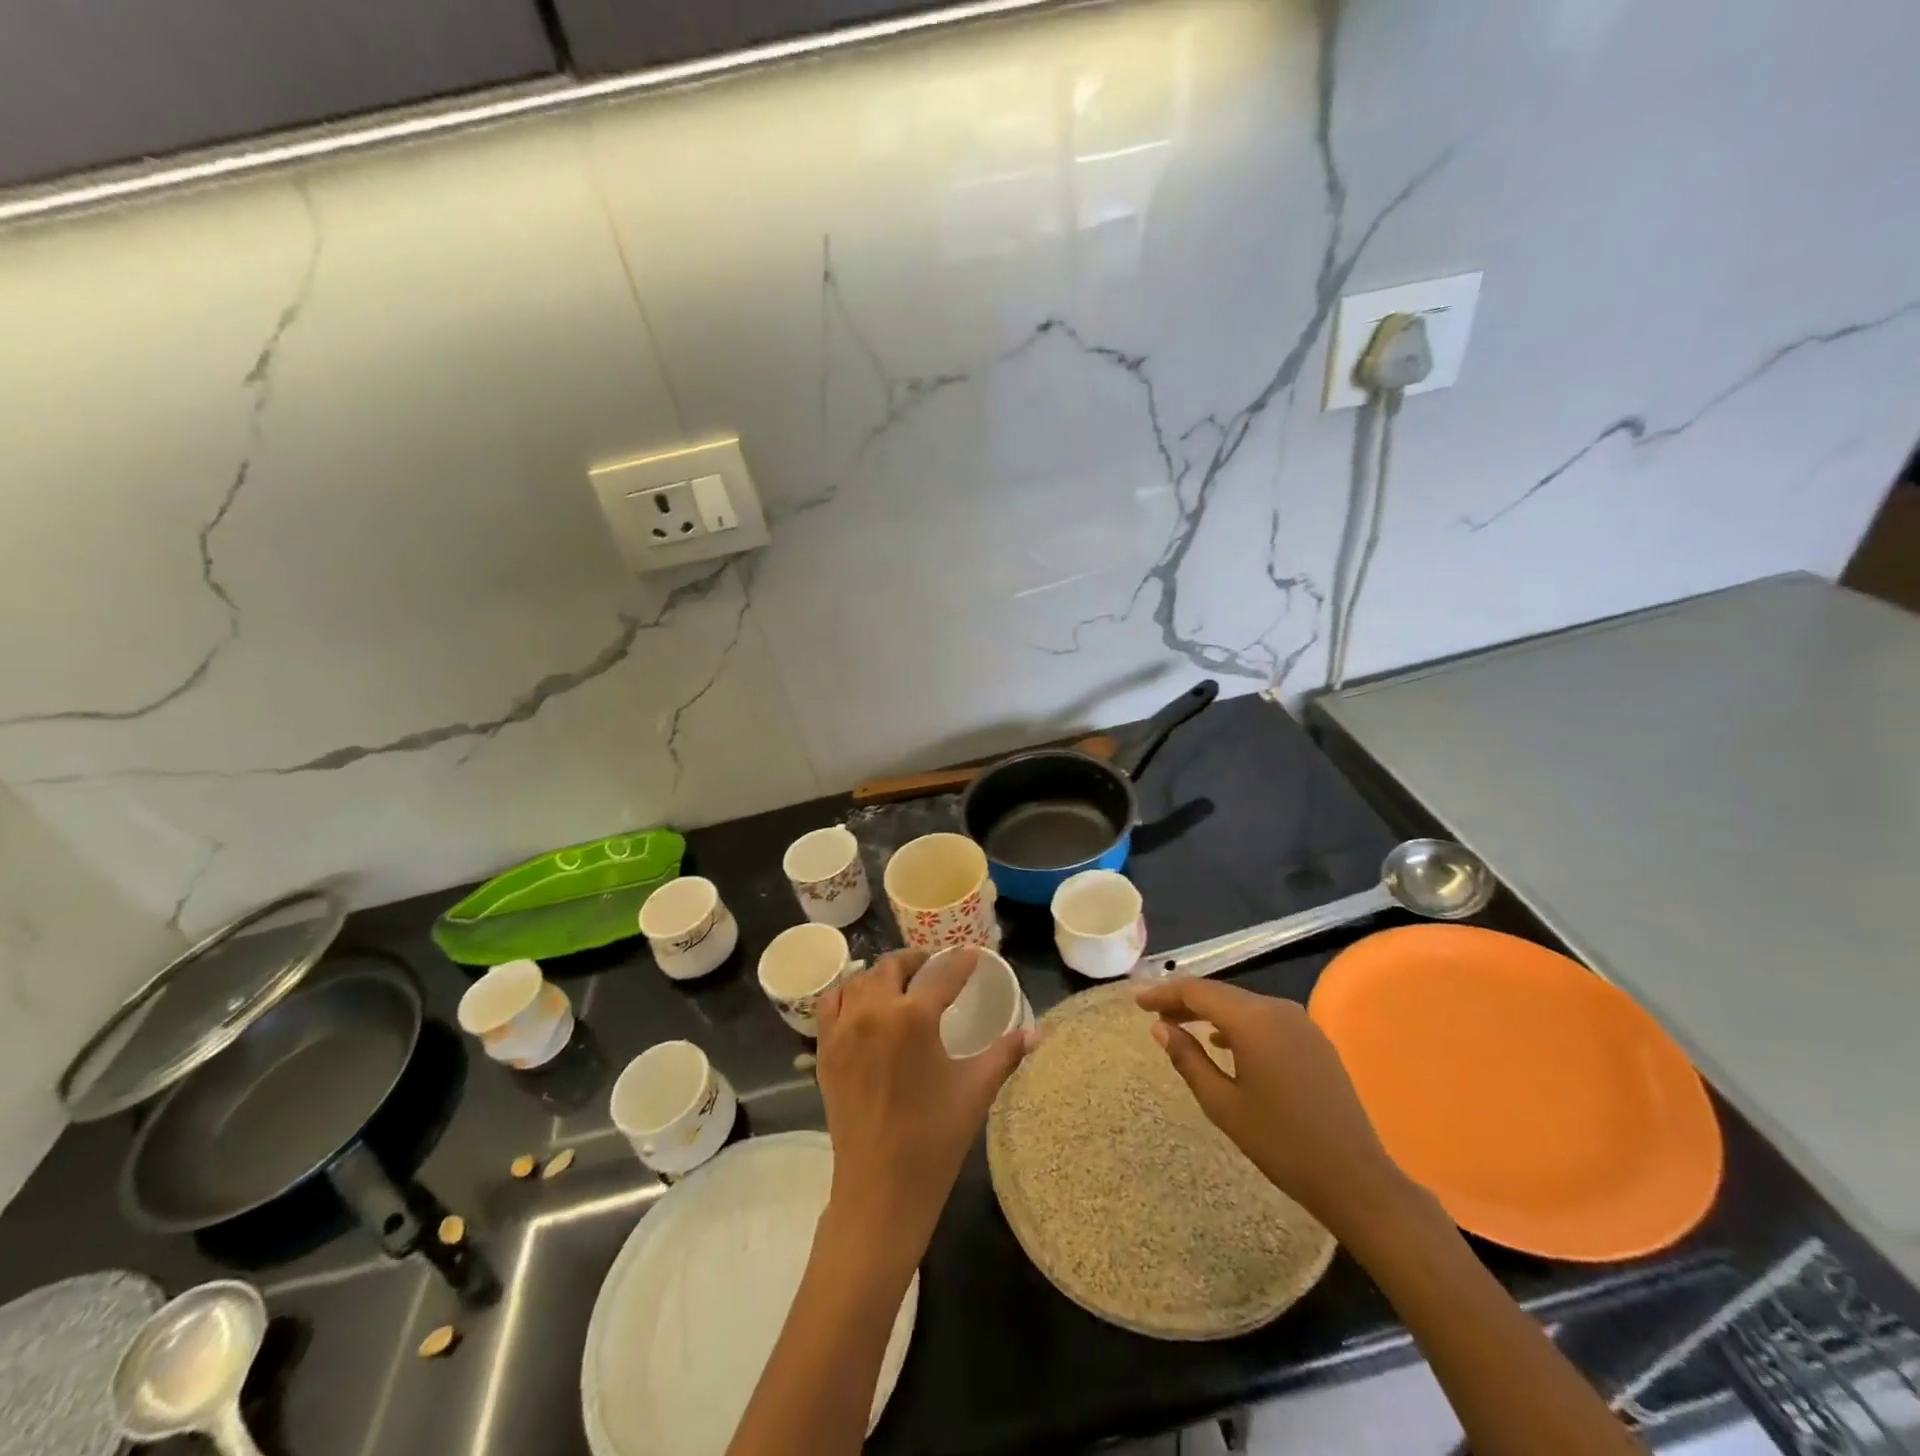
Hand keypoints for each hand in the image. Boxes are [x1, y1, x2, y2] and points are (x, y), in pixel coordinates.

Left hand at [816, 949, 1028, 1265]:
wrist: (880, 1188)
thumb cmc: (934, 1138)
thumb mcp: (976, 1090)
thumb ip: (1005, 1054)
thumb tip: (1035, 1033)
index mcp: (914, 1017)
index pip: (943, 974)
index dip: (961, 961)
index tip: (972, 954)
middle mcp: (875, 1011)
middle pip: (893, 966)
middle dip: (917, 960)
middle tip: (934, 967)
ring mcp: (844, 1028)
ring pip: (861, 979)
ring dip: (882, 974)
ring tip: (900, 983)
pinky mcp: (825, 1048)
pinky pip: (831, 1002)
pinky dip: (848, 992)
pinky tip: (862, 1003)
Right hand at [1134, 977, 1418, 1235]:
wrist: (1355, 1178)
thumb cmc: (1280, 1143)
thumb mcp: (1222, 1104)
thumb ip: (1188, 1059)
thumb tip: (1160, 1028)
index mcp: (1253, 1020)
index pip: (1198, 991)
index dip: (1164, 993)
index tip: (1138, 1002)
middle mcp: (1277, 1009)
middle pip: (1221, 993)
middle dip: (1185, 1001)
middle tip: (1154, 1014)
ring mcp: (1301, 1022)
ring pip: (1243, 1004)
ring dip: (1211, 1012)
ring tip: (1182, 1026)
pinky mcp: (1314, 1040)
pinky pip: (1265, 1018)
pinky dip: (1237, 1024)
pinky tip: (1223, 1043)